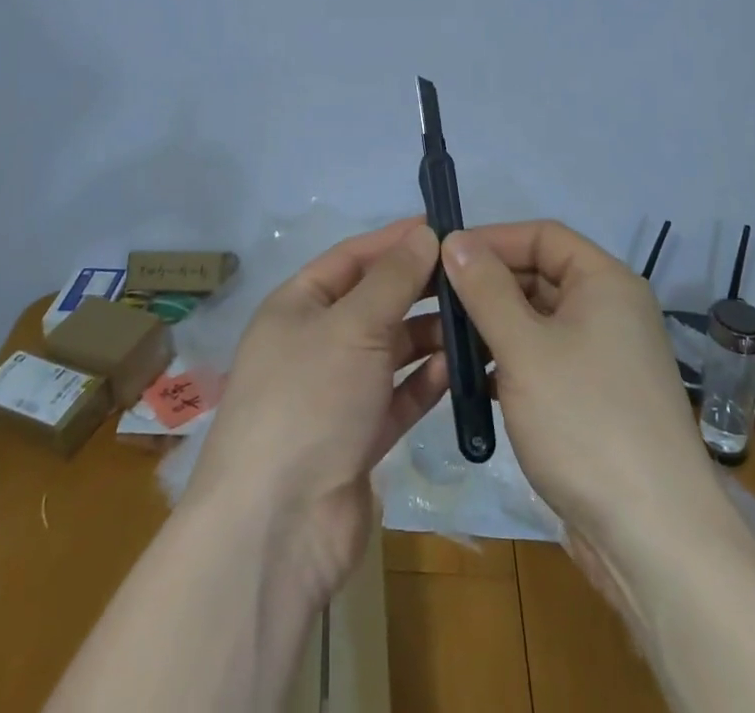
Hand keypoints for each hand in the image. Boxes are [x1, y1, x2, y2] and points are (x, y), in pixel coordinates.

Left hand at [185, 218, 448, 608]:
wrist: (277, 526)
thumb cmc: (309, 399)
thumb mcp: (352, 325)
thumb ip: (393, 279)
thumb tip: (424, 232)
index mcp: (297, 306)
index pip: (352, 258)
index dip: (395, 241)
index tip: (443, 228)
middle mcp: (314, 343)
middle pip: (374, 302)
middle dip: (418, 289)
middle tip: (471, 277)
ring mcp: (335, 392)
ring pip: (390, 350)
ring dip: (428, 337)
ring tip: (477, 323)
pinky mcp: (357, 437)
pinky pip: (397, 396)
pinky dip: (425, 382)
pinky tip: (461, 370)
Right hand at [441, 220, 714, 598]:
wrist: (655, 539)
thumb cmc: (586, 422)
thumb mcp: (524, 348)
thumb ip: (486, 289)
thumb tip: (454, 240)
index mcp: (605, 282)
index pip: (542, 235)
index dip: (493, 239)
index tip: (443, 255)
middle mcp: (610, 310)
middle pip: (540, 275)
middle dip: (488, 284)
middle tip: (434, 299)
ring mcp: (605, 357)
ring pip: (539, 321)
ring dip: (494, 326)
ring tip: (445, 340)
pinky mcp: (595, 399)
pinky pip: (546, 360)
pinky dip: (511, 362)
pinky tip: (475, 382)